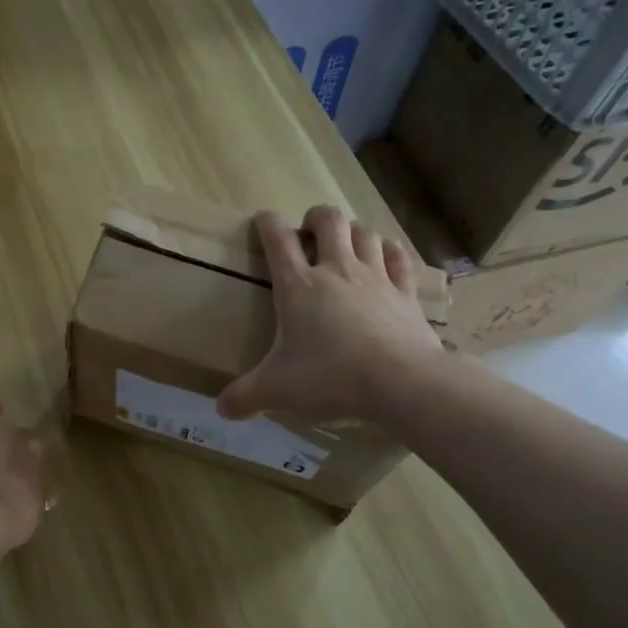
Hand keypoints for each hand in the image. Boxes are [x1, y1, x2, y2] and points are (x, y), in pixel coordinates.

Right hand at [217, 205, 443, 425]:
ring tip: (346, 244)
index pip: (277, 240)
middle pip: (329, 221)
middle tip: (309, 233)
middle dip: (316, 218)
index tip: (263, 220)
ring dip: (353, 231)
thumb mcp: (277, 391)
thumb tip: (221, 409)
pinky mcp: (406, 294)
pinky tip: (386, 255)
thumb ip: (246, 397)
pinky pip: (399, 258)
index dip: (267, 224)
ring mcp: (376, 278)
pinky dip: (390, 251)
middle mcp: (336, 271)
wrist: (401, 382)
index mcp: (298, 286)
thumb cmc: (330, 378)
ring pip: (365, 233)